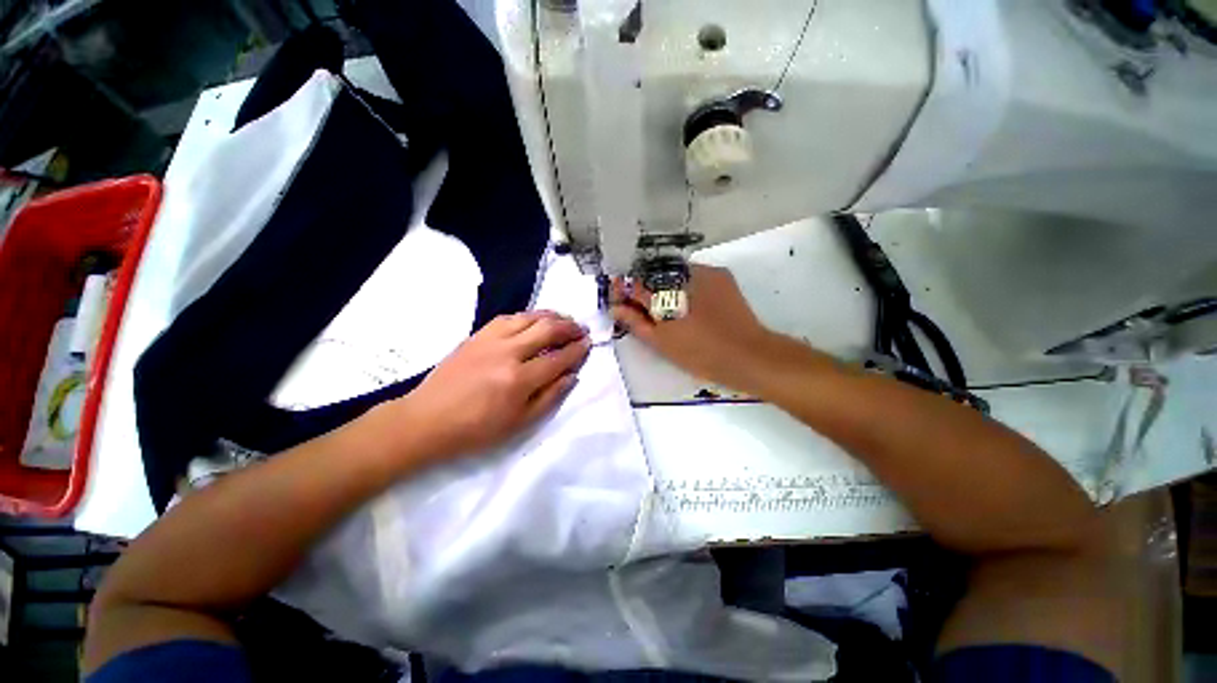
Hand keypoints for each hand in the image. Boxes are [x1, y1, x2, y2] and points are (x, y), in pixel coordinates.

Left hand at [378, 311, 589, 461]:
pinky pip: (508, 317)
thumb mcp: (519, 423)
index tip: (589, 344)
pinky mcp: (477, 335)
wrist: (426, 420)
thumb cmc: (476, 429)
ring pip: (528, 317)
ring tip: (564, 319)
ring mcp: (490, 340)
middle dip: (569, 327)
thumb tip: (572, 376)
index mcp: (519, 379)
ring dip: (551, 316)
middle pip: (547, 330)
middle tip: (581, 329)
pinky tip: (534, 319)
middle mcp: (508, 353)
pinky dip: (527, 315)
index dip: (577, 350)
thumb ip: (549, 397)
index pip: (558, 358)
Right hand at [612, 265, 784, 391]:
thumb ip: (636, 322)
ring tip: (667, 306)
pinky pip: (693, 274)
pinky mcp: (721, 275)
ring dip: (664, 285)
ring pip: (674, 273)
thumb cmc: (699, 353)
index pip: (634, 284)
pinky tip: (688, 302)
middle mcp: (682, 274)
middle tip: (642, 306)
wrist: (747, 354)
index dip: (624, 290)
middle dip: (644, 287)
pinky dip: (685, 284)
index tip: (619, 299)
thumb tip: (615, 307)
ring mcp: (704, 271)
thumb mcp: (662, 342)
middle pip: (653, 275)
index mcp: (664, 293)